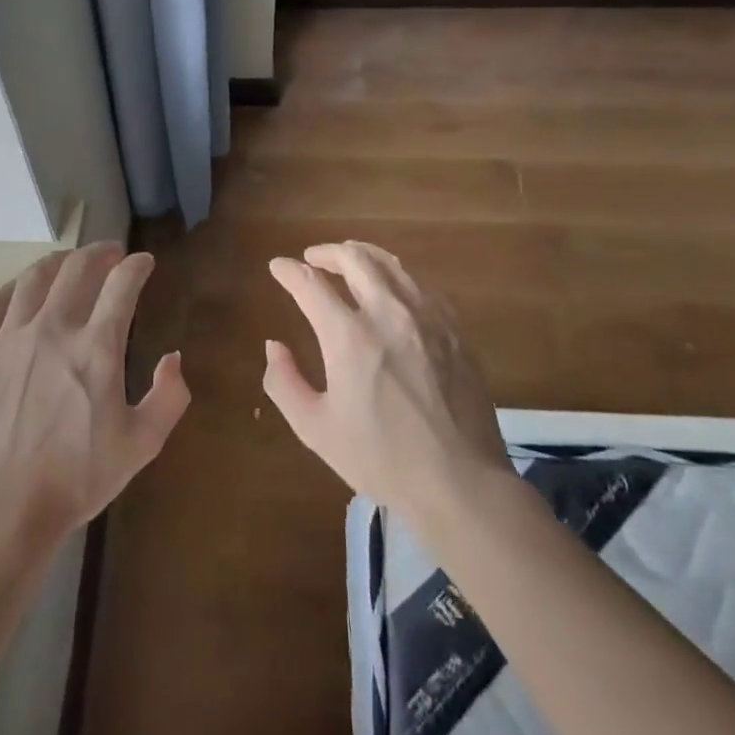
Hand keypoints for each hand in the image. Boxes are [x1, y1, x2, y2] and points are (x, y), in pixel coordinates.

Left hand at [0, 242, 188, 552]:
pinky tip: (19, 293)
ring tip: (69, 263)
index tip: (145, 263)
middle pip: (77, 268)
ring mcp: (9, 338)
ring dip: (58, 262)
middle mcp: (52, 329)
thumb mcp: (142, 444)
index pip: (122, 285)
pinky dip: (11, 290)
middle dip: (100, 253)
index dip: (138, 266)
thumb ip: (169, 397)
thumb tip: (173, 358)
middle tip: (111, 254)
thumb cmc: (79, 477)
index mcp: (96, 348)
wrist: (6, 507)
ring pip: (33, 278)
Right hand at [263, 241, 511, 521]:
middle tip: (312, 258)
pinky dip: (396, 275)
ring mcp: (427, 317)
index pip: (311, 284)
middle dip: (326, 252)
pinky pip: (420, 285)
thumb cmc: (381, 459)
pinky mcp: (454, 329)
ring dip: (362, 255)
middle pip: (354, 259)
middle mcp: (388, 313)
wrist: (460, 482)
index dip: (289, 271)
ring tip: (348, 259)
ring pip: (391, 264)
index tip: (277, 267)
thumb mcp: (315, 428)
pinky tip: (391, 288)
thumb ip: (284, 381)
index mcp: (349, 336)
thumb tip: (274, 345)